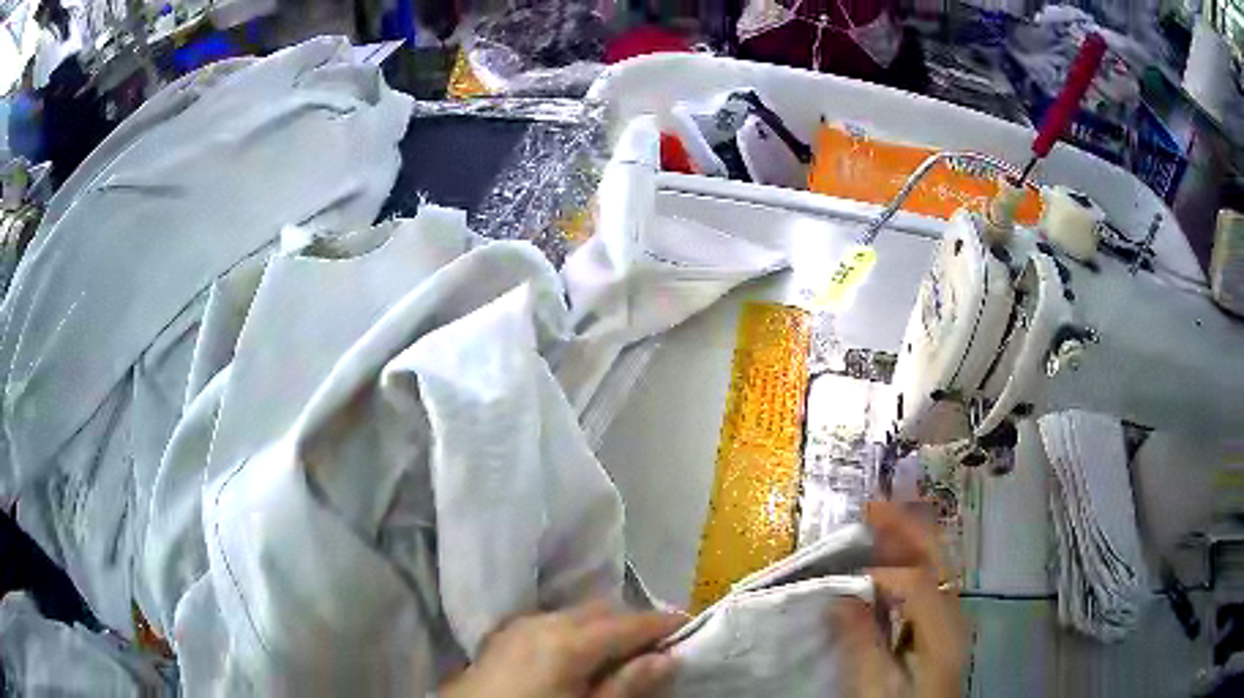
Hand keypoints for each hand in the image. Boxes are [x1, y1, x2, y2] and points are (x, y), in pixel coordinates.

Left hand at [440, 601, 685, 697]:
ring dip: (604, 627)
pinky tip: (578, 656)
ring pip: (575, 614)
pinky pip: (551, 622)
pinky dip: (575, 631)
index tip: (690, 628)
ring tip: (622, 654)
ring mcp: (518, 626)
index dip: (663, 624)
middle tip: (658, 647)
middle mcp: (543, 621)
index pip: (630, 622)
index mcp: (567, 640)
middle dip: (634, 623)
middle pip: (602, 610)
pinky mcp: (503, 637)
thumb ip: (626, 686)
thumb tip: (667, 658)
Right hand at [831, 502, 967, 697]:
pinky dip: (912, 557)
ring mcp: (951, 614)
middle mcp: (953, 611)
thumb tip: (841, 598)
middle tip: (873, 506)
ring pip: (936, 562)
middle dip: (906, 527)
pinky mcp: (942, 622)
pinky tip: (892, 556)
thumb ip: (862, 643)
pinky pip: (931, 576)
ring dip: (909, 537)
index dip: (883, 571)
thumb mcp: (876, 686)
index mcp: (942, 628)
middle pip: (937, 557)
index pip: (917, 582)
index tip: (846, 577)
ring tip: (880, 519)